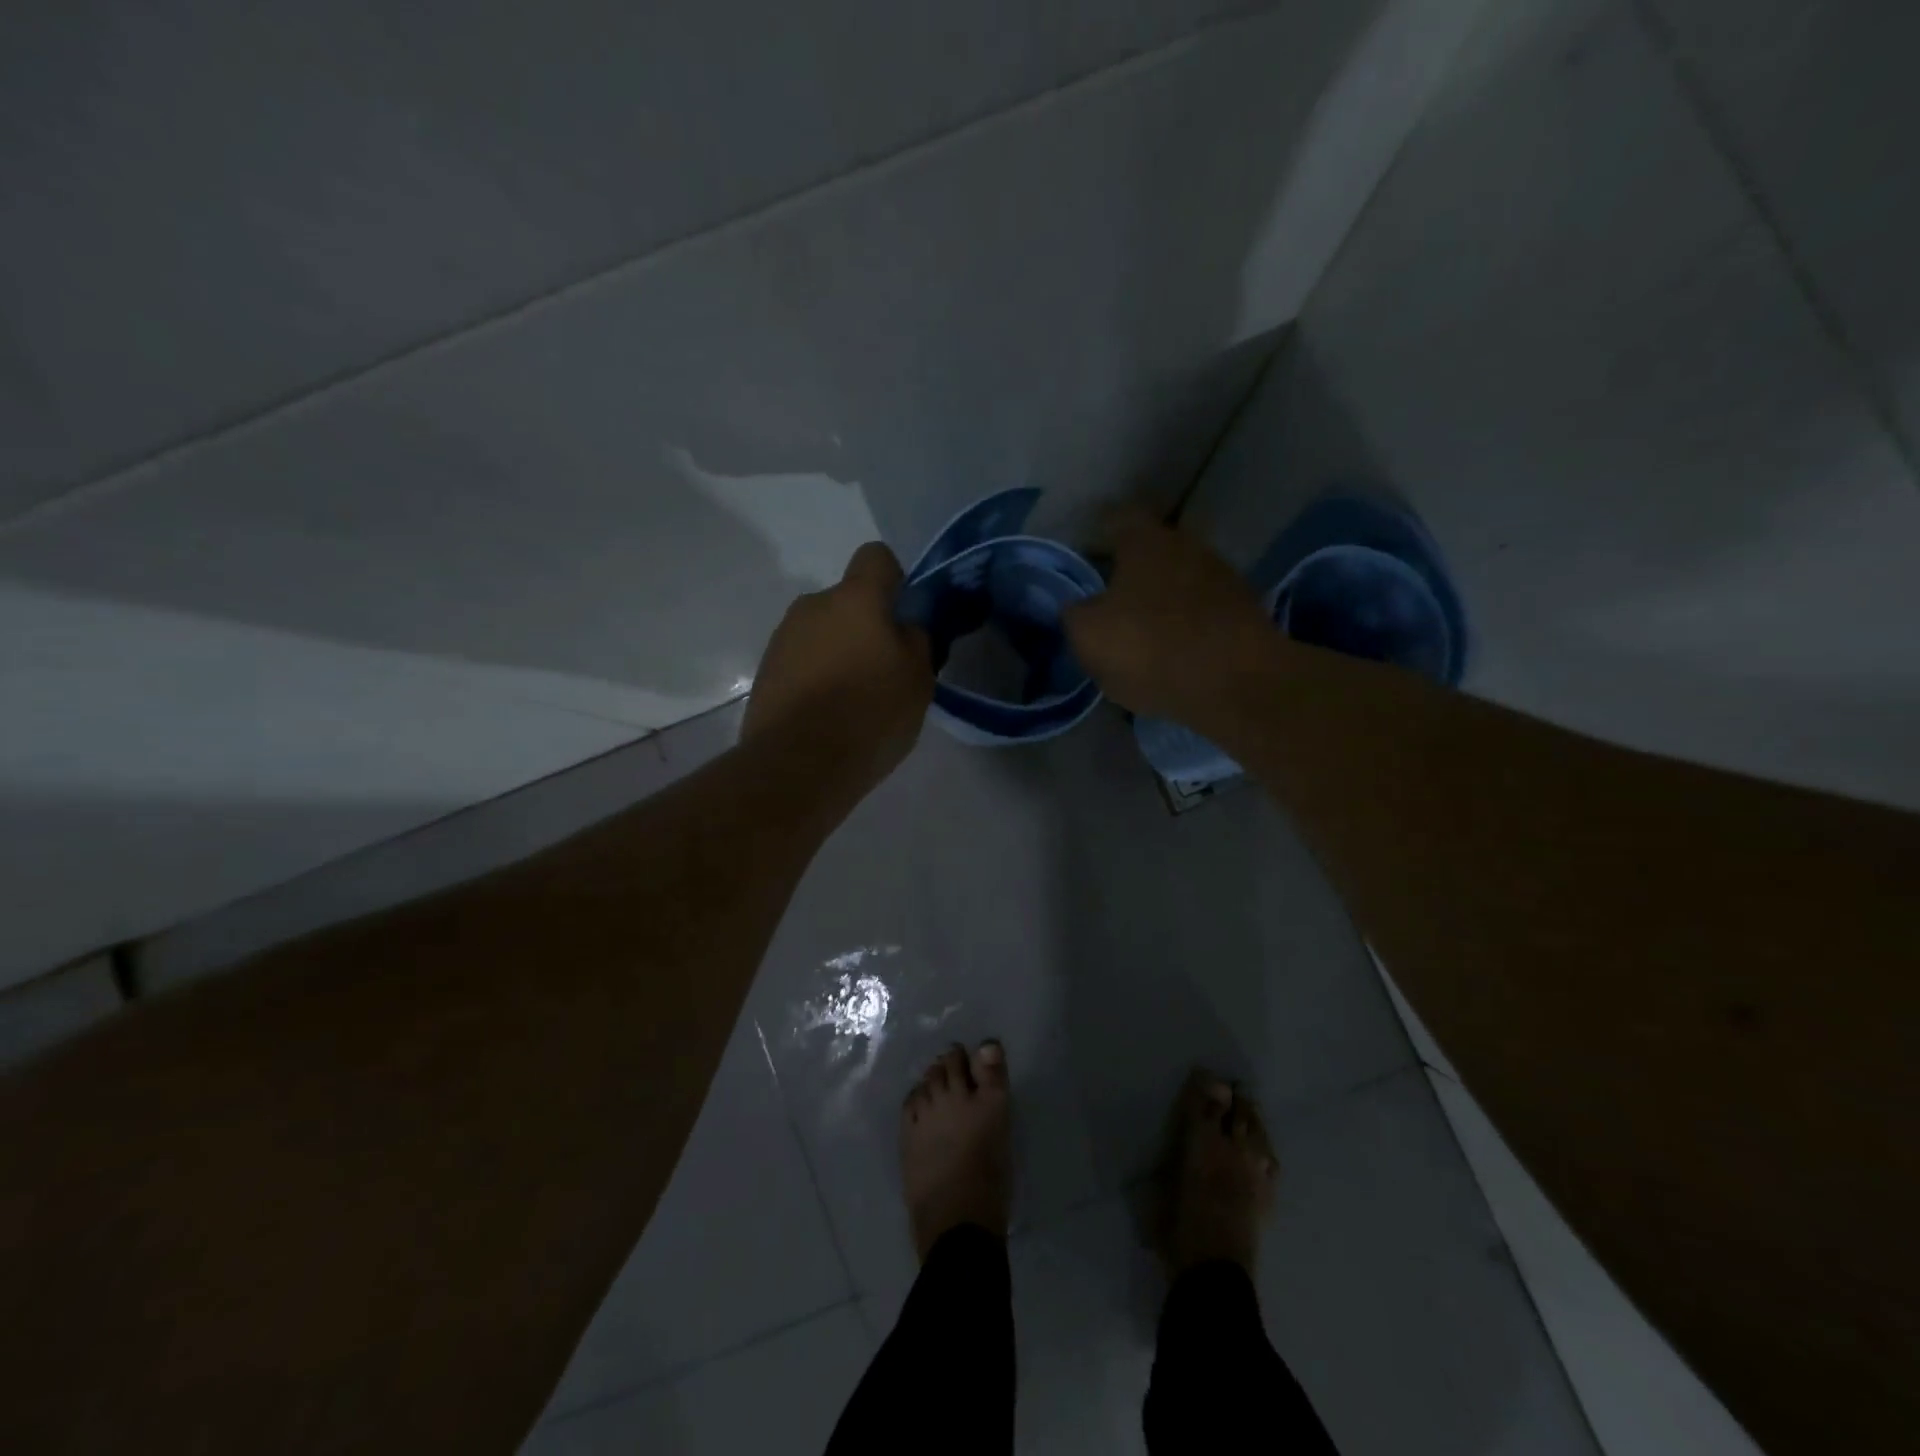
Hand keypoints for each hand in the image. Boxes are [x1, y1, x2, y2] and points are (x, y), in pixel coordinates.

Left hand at [743, 542, 933, 790]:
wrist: (798, 763)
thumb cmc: (870, 714)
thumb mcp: (918, 678)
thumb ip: (917, 639)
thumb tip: (906, 624)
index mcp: (855, 598)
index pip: (876, 557)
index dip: (896, 580)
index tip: (906, 617)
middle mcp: (813, 606)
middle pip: (848, 601)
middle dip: (866, 626)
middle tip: (884, 670)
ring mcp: (783, 638)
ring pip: (823, 632)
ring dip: (839, 652)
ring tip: (854, 700)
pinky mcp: (765, 671)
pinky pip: (802, 661)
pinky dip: (816, 677)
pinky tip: (827, 714)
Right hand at [1063, 506, 1277, 724]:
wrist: (1235, 683)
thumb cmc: (1150, 647)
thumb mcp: (1088, 636)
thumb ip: (1075, 615)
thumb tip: (1078, 609)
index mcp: (1145, 541)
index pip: (1118, 518)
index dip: (1099, 535)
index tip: (1087, 555)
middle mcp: (1188, 545)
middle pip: (1153, 551)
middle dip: (1132, 573)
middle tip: (1110, 600)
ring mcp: (1223, 577)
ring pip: (1180, 581)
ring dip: (1162, 601)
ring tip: (1142, 633)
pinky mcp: (1245, 612)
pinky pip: (1203, 612)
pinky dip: (1187, 626)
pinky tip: (1174, 652)